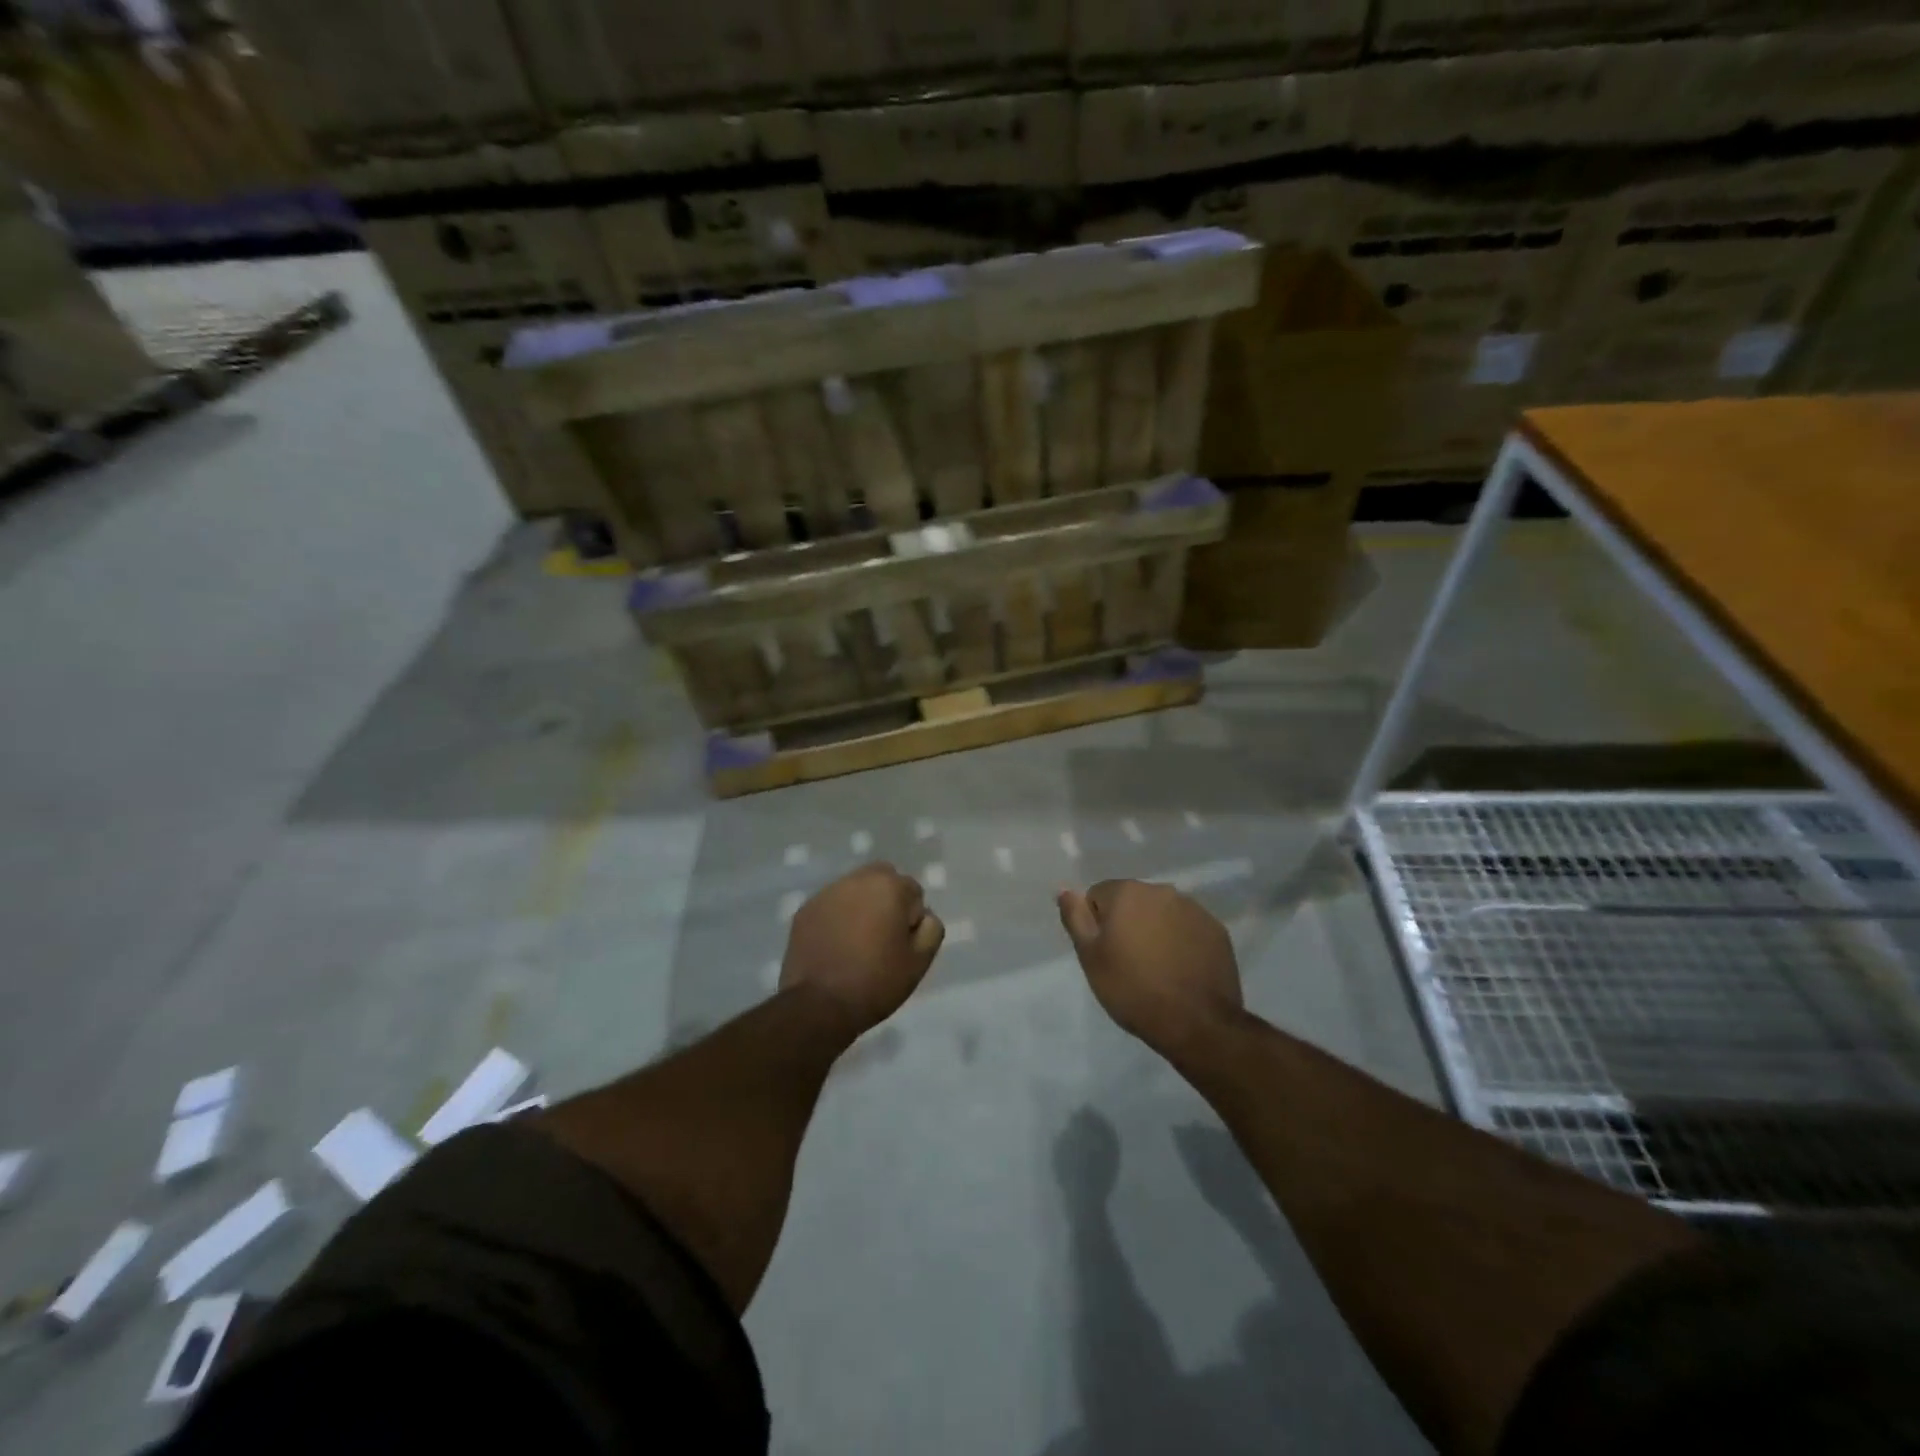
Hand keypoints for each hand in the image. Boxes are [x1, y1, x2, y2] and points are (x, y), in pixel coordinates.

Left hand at [781, 863, 943, 1033]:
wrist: (819, 1006)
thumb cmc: (876, 981)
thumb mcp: (920, 960)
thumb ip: (931, 928)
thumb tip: (922, 916)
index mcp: (889, 886)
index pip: (913, 891)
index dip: (911, 919)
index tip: (901, 944)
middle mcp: (857, 880)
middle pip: (882, 879)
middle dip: (887, 900)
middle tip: (882, 937)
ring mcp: (827, 893)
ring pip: (855, 890)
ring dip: (861, 906)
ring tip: (856, 942)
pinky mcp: (805, 910)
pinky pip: (831, 905)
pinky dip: (837, 917)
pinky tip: (835, 946)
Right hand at [1057, 880, 1242, 1054]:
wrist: (1196, 1023)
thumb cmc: (1133, 989)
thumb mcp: (1091, 957)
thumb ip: (1075, 917)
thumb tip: (1064, 889)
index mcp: (1128, 892)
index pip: (1099, 896)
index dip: (1097, 925)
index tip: (1106, 954)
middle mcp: (1162, 890)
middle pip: (1132, 901)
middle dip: (1127, 924)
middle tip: (1128, 963)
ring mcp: (1194, 909)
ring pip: (1161, 914)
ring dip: (1155, 931)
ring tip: (1157, 969)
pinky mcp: (1216, 930)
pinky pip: (1187, 928)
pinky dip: (1181, 942)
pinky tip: (1180, 970)